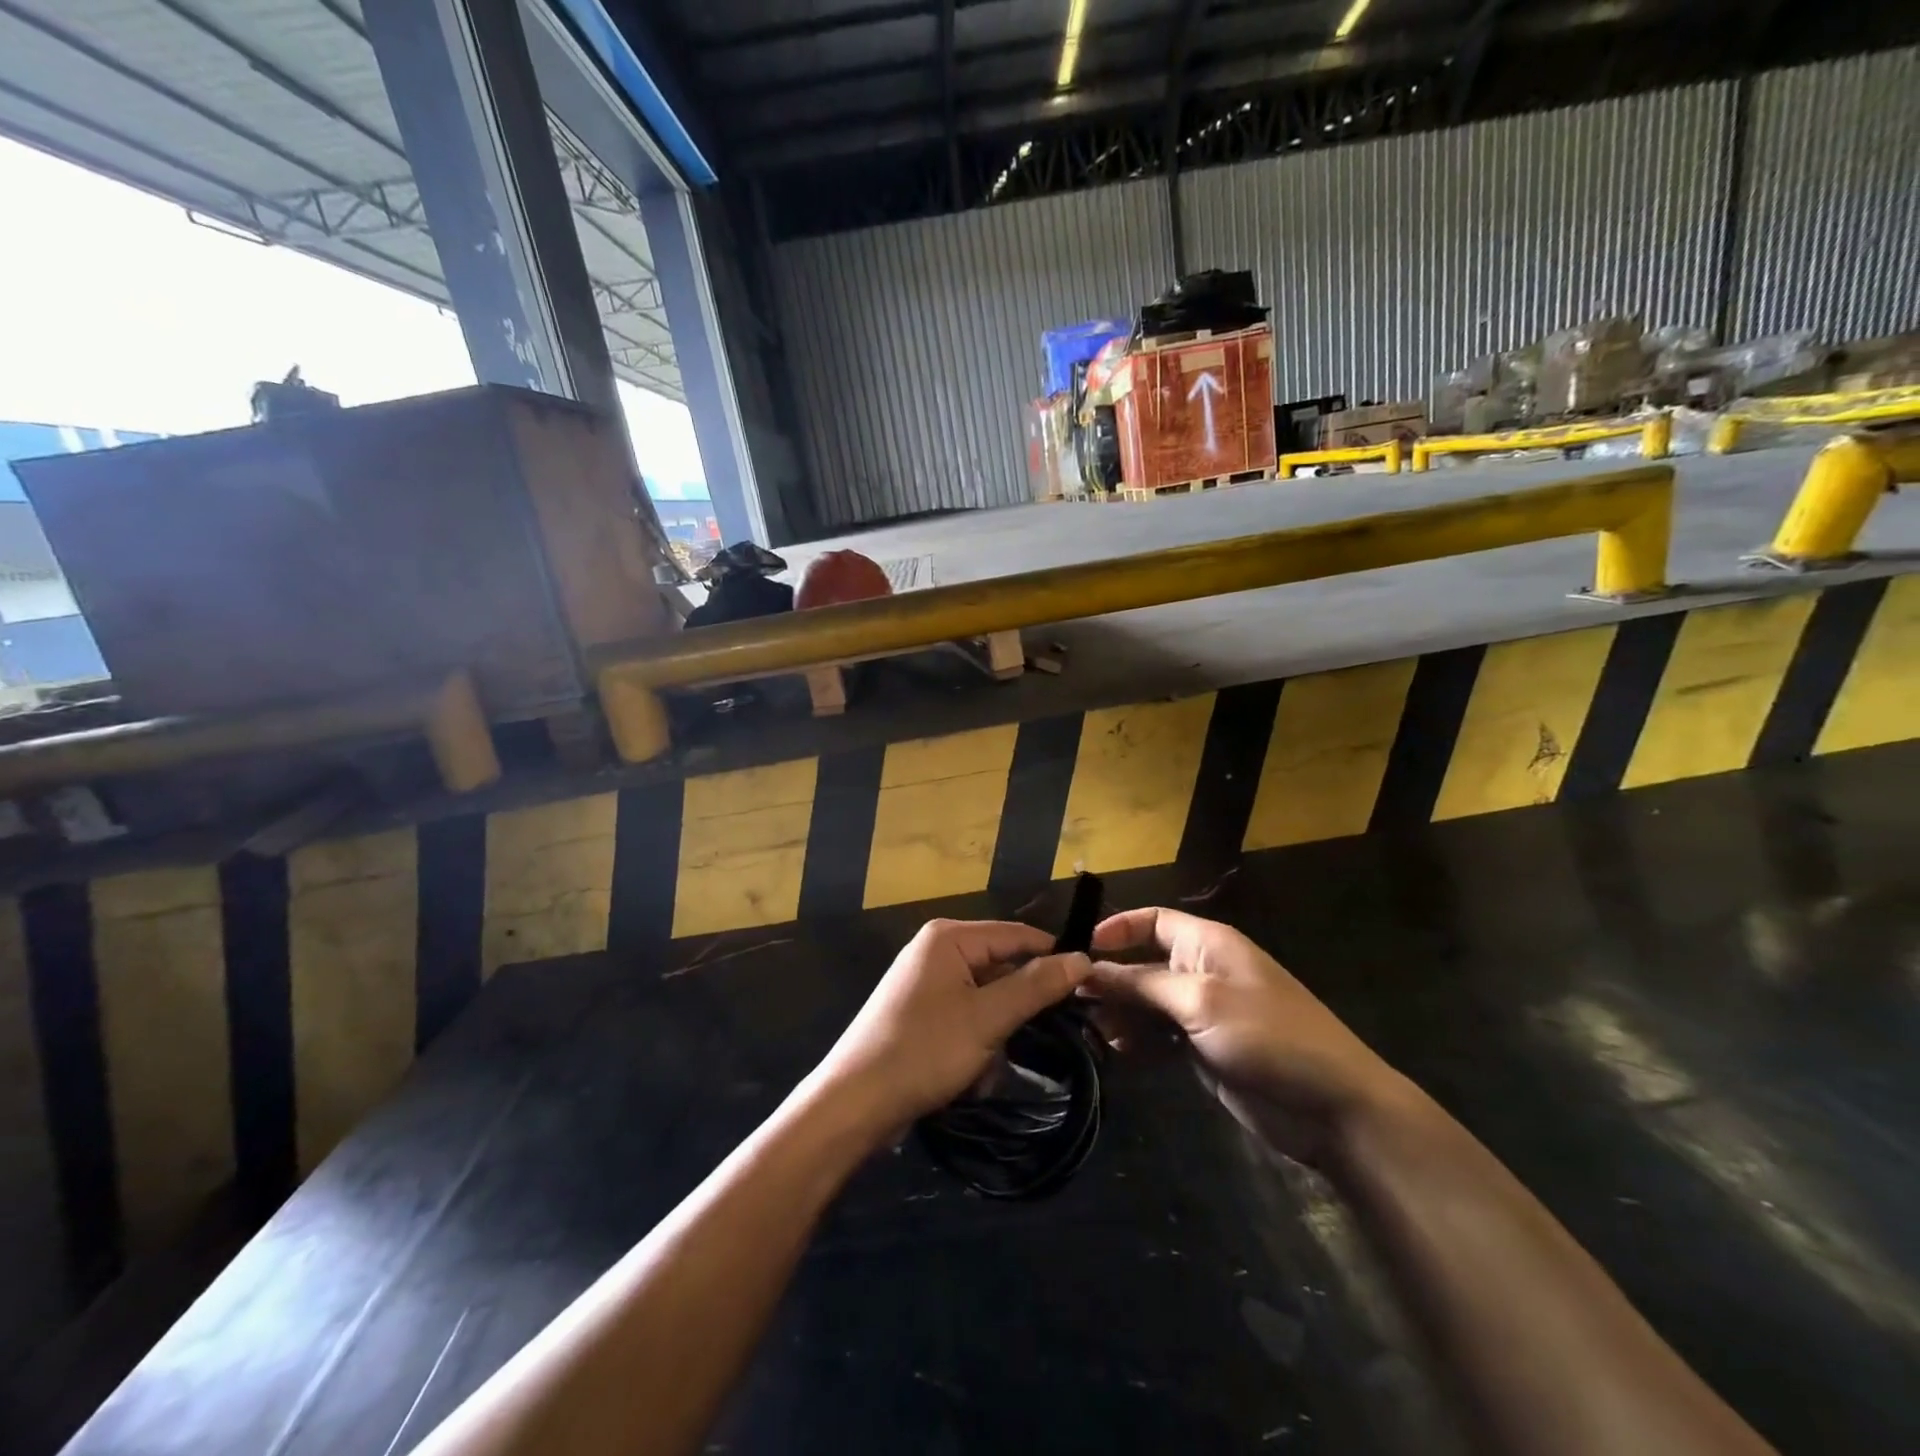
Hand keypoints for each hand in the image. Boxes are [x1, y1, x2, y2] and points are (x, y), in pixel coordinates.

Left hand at [815, 919, 1092, 1132]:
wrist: (854, 1103)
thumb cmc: (923, 1051)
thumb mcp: (987, 1018)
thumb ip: (1036, 986)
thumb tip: (1082, 958)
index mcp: (949, 937)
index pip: (1017, 934)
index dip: (1054, 957)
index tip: (1089, 987)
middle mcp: (935, 949)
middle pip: (1000, 965)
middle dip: (1019, 1006)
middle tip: (1043, 1037)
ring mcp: (925, 981)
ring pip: (985, 997)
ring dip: (997, 1032)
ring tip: (992, 1065)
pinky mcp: (919, 1011)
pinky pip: (965, 1015)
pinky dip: (976, 1041)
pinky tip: (972, 1074)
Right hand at [1087, 907, 1402, 1162]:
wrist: (1331, 1107)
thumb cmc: (1267, 1035)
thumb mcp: (1199, 1001)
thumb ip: (1141, 984)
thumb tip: (1089, 970)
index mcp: (1207, 943)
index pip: (1152, 920)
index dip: (1116, 929)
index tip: (1079, 950)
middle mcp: (1202, 970)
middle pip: (1143, 962)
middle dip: (1110, 978)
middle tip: (1072, 1001)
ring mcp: (1203, 1011)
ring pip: (1147, 1002)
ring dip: (1120, 1012)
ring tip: (1092, 1030)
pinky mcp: (1204, 1047)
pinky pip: (1160, 1034)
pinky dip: (1138, 1039)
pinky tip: (1118, 1051)